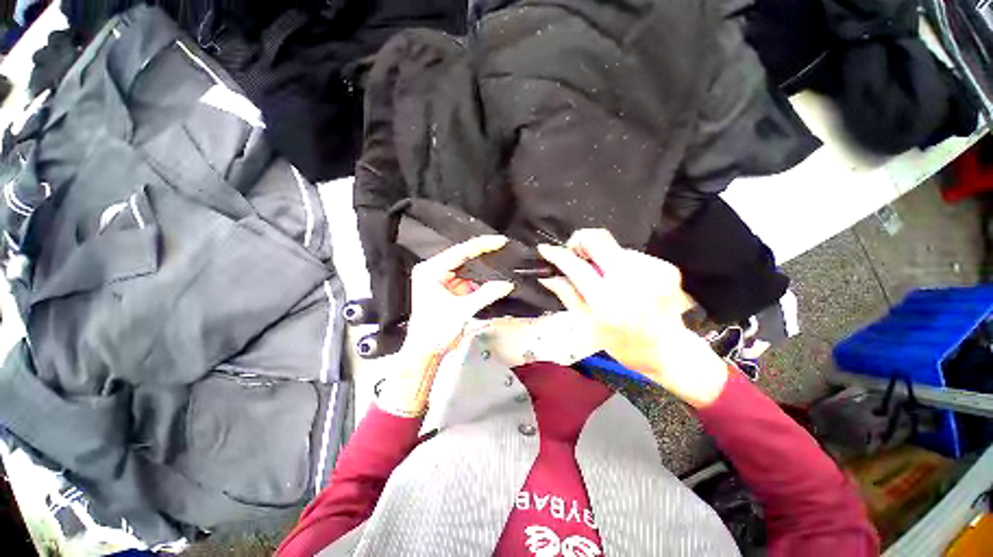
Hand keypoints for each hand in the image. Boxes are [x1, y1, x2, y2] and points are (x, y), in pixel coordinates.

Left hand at [378, 235, 514, 416]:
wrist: (425, 352)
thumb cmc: (433, 332)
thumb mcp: (462, 310)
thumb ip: (486, 294)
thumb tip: (506, 284)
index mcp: (430, 271)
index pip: (460, 252)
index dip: (481, 245)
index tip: (499, 241)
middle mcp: (434, 272)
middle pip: (463, 259)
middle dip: (483, 259)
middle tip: (503, 250)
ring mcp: (441, 281)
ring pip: (467, 272)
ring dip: (481, 275)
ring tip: (497, 270)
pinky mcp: (448, 291)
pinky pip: (467, 283)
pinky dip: (478, 286)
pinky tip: (488, 286)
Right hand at [537, 229, 727, 406]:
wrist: (669, 351)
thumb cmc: (622, 343)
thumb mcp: (588, 324)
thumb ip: (567, 294)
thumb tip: (547, 276)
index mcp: (606, 300)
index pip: (575, 266)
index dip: (557, 254)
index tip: (545, 249)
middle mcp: (630, 279)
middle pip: (597, 237)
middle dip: (580, 242)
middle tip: (576, 255)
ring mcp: (651, 270)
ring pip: (614, 247)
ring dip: (603, 259)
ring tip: (607, 279)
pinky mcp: (665, 267)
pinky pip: (632, 255)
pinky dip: (622, 265)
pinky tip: (626, 282)